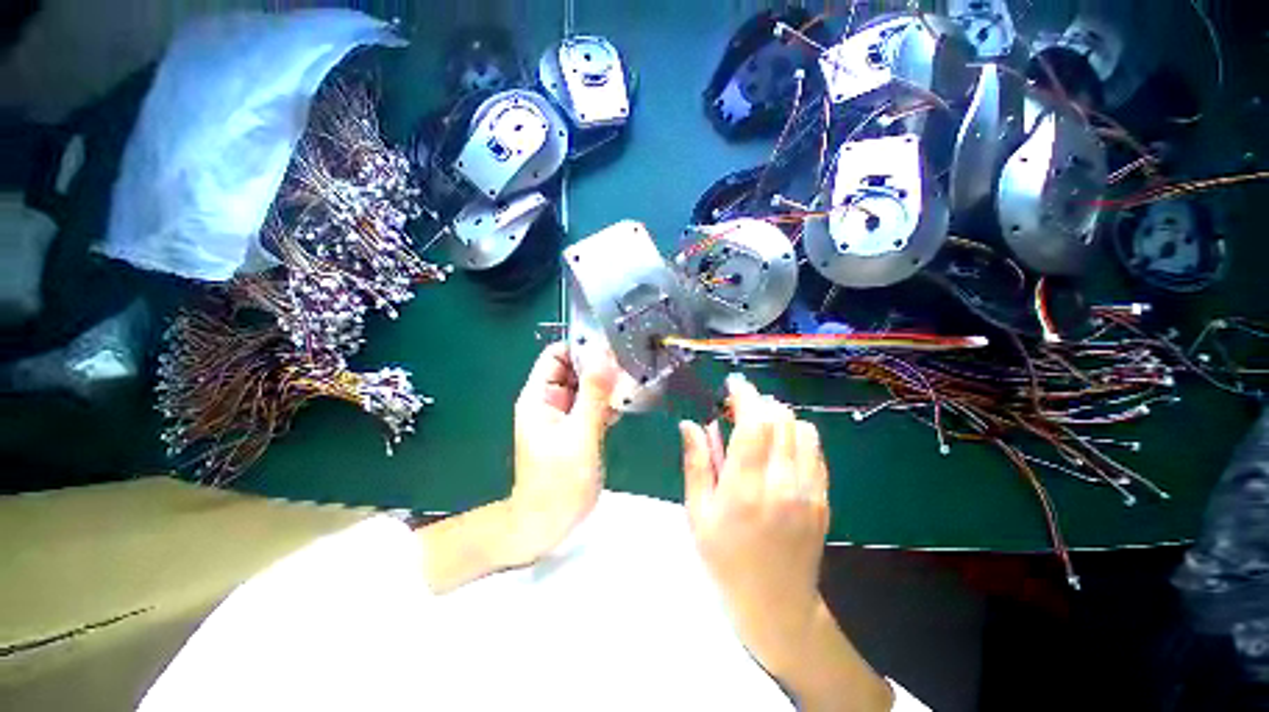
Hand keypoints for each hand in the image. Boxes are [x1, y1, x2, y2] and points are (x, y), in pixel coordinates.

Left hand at [507, 342, 618, 566]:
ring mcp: (565, 415)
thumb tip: (604, 355)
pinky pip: (594, 404)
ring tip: (632, 383)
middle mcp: (551, 401)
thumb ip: (593, 395)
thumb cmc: (558, 482)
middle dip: (600, 365)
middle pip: (575, 369)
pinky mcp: (578, 427)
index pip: (557, 355)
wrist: (549, 523)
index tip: (611, 346)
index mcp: (539, 397)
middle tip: (630, 364)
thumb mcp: (579, 435)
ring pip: (587, 386)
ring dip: (607, 384)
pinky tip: (626, 405)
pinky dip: (608, 402)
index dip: (581, 347)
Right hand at [680, 375, 891, 711]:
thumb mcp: (698, 513)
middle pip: (780, 419)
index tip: (733, 383)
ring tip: (759, 428)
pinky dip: (796, 435)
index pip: (753, 424)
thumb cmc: (725, 558)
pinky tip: (779, 448)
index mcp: (745, 488)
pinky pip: (814, 449)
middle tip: (738, 409)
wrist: (776, 603)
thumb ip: (696, 463)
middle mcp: (782, 483)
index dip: (744, 395)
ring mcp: (809, 490)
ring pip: (802, 428)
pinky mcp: (823, 497)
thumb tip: (690, 424)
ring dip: (779, 418)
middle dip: (759, 403)